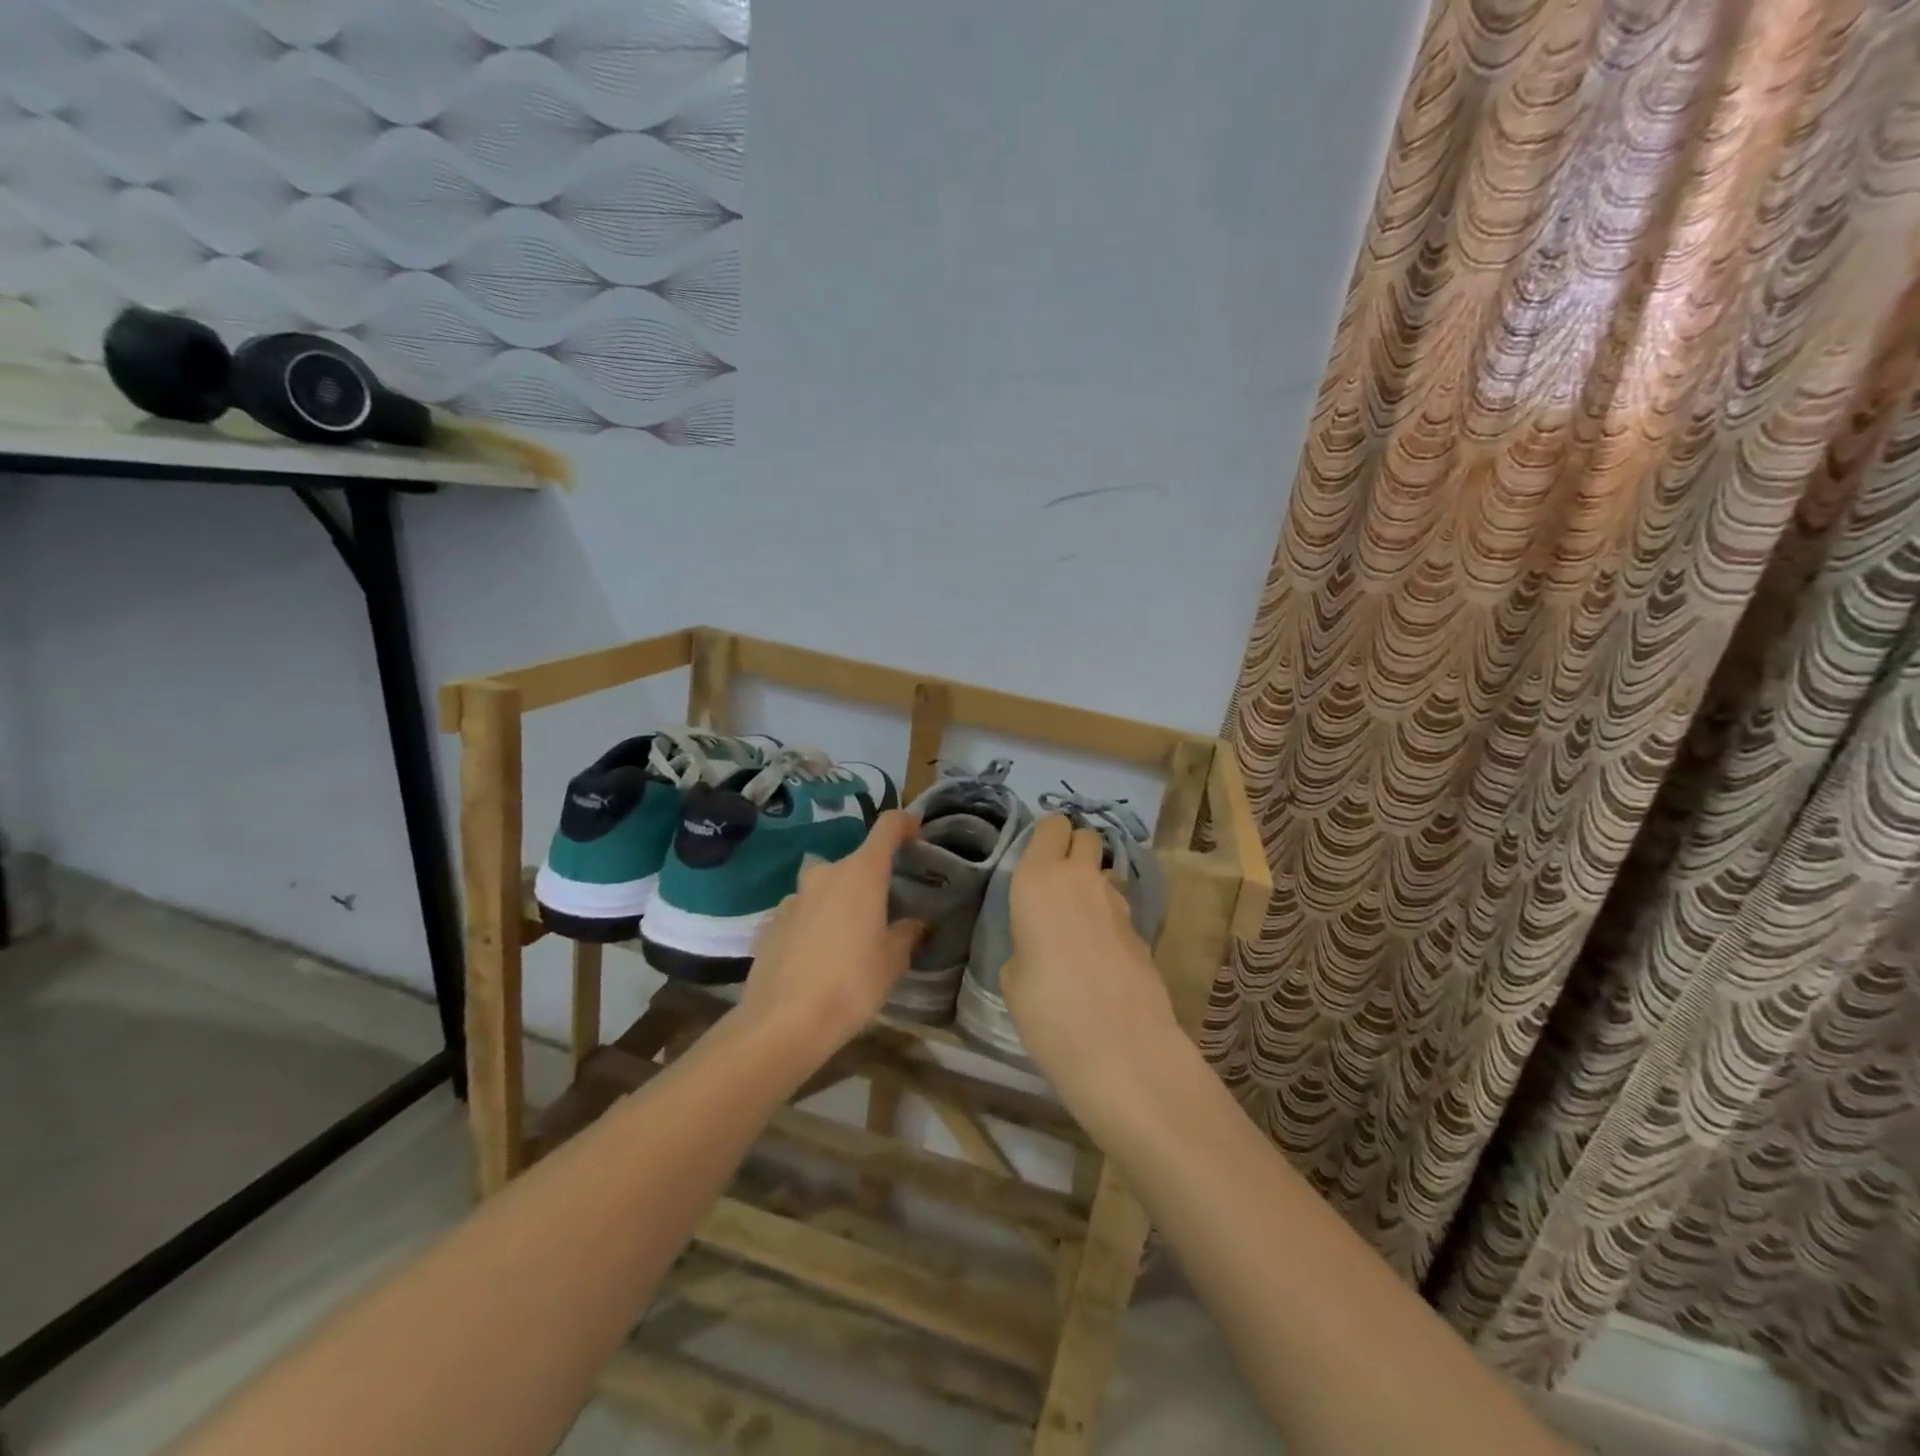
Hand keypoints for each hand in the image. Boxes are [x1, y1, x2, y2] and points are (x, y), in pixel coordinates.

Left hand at [737, 810, 923, 1061]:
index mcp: (861, 874)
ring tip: (848, 939)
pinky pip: (801, 914)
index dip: (904, 823)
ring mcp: (793, 898)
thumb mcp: (892, 963)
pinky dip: (813, 925)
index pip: (887, 827)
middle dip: (870, 880)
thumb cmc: (850, 985)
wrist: (782, 1023)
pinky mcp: (770, 923)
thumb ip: (906, 934)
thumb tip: (916, 924)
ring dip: (838, 903)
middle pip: (854, 863)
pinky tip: (816, 958)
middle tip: (885, 911)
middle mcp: (825, 874)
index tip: (916, 833)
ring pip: (824, 888)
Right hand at [1002, 815, 1180, 1112]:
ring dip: (1093, 884)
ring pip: (1105, 871)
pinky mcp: (1143, 929)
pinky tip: (1101, 955)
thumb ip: (1025, 940)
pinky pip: (1120, 907)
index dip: (1047, 839)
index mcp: (1038, 879)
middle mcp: (1080, 878)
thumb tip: (1041, 941)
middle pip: (1086, 837)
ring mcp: (1118, 902)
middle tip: (1057, 886)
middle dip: (1074, 850)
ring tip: (1078, 924)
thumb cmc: (1047, 1009)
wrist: (1121, 1047)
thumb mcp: (1013, 976)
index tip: (1035, 862)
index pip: (1052, 825)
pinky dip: (1109, 918)